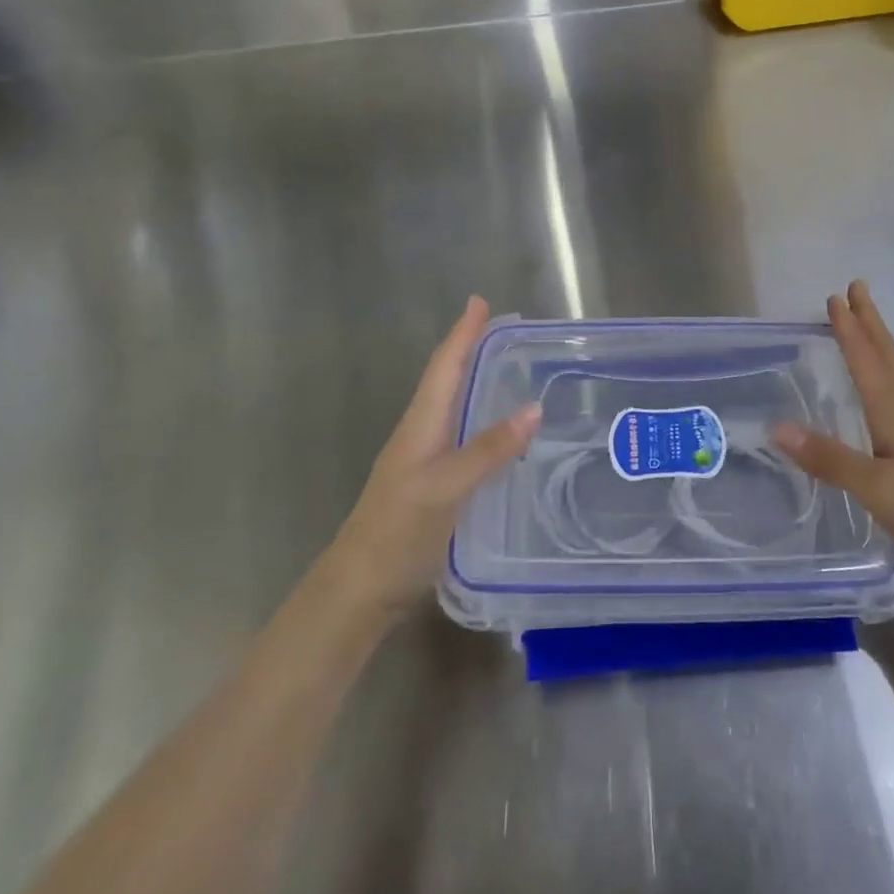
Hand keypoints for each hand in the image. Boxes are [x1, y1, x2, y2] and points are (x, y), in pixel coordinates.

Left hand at [328, 296, 539, 619]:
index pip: (445, 367)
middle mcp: (420, 434)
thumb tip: (534, 407)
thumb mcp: (447, 487)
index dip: (462, 334)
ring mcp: (423, 460)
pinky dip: (480, 418)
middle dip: (471, 350)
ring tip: (506, 368)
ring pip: (452, 407)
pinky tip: (499, 432)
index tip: (480, 302)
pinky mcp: (431, 484)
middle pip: (447, 380)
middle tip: (503, 330)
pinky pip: (460, 435)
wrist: (358, 591)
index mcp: (420, 425)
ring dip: (475, 381)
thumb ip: (489, 449)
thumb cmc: (399, 532)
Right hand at [772, 282, 893, 591]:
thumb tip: (777, 426)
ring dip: (878, 345)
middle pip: (887, 356)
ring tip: (864, 328)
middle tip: (856, 289)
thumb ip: (829, 458)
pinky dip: (886, 377)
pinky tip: (884, 395)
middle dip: (869, 322)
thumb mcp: (878, 490)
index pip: (866, 359)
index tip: (835, 296)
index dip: (849, 329)